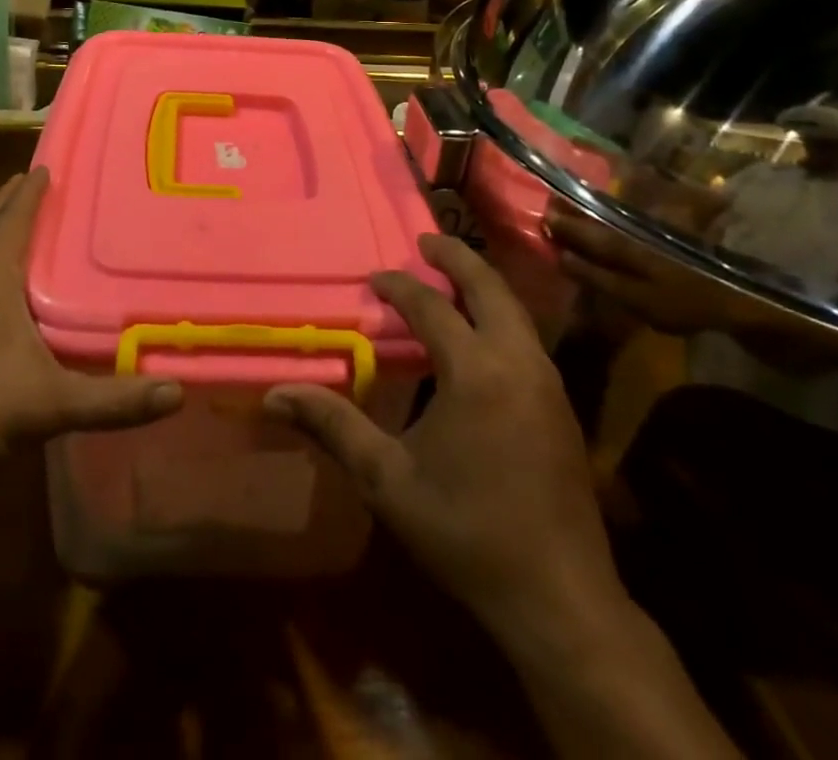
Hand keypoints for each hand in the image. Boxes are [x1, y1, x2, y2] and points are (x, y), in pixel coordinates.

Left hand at [0, 168, 181, 483]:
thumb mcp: (47, 405)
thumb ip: (111, 400)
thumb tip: (177, 391)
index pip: (15, 215)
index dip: (34, 188)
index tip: (56, 162)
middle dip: (18, 200)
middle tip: (51, 181)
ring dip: (5, 230)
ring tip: (35, 221)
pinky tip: (12, 289)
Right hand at [265, 234, 626, 642]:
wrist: (562, 599)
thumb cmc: (468, 532)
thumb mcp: (388, 481)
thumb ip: (334, 427)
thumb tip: (274, 395)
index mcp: (477, 371)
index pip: (433, 307)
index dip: (401, 287)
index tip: (374, 278)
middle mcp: (519, 362)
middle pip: (490, 287)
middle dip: (457, 258)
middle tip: (426, 240)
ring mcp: (549, 383)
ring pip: (516, 310)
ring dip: (483, 285)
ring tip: (452, 277)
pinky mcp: (563, 406)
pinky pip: (527, 338)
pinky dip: (500, 316)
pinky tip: (481, 336)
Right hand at [548, 207, 742, 336]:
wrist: (740, 295)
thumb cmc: (684, 302)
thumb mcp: (635, 299)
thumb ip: (596, 277)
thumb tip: (561, 257)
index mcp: (619, 243)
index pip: (581, 229)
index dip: (560, 223)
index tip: (541, 214)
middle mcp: (632, 225)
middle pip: (596, 210)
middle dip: (574, 204)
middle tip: (554, 199)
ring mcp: (653, 222)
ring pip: (617, 203)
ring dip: (596, 196)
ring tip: (579, 191)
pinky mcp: (671, 225)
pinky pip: (639, 203)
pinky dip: (625, 195)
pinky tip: (622, 192)